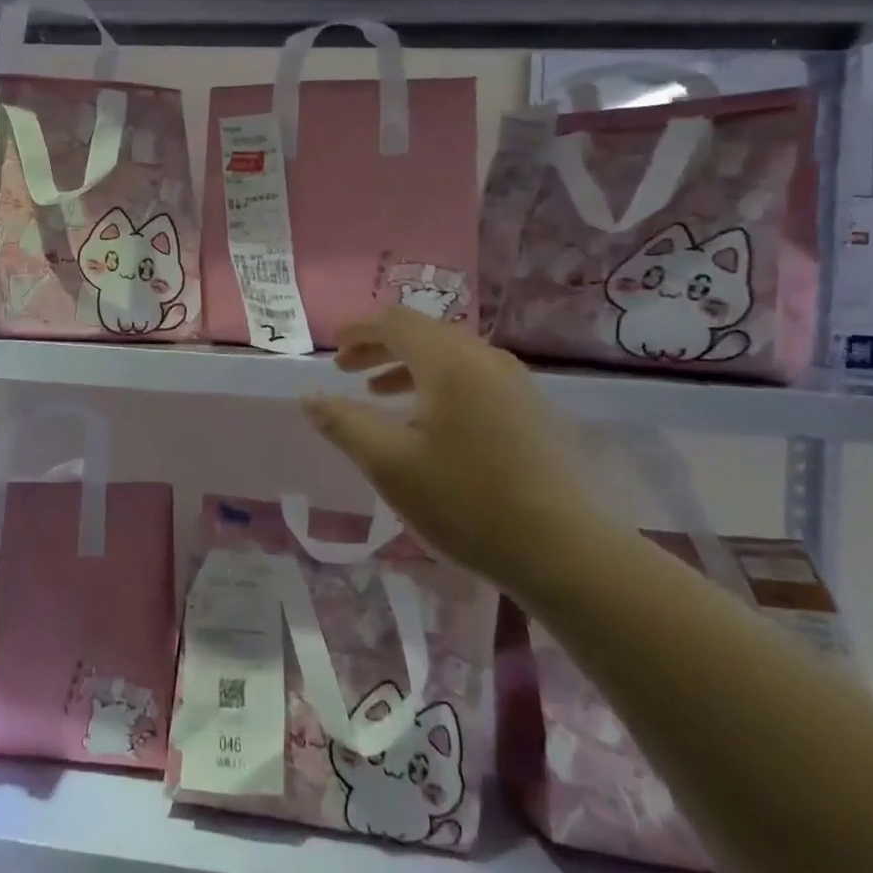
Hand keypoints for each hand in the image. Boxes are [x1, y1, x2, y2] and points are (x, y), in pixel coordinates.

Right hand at [301, 307, 604, 591]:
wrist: (563, 550)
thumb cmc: (465, 501)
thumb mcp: (389, 464)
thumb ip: (343, 424)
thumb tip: (308, 397)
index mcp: (449, 363)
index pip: (395, 322)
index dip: (359, 329)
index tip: (332, 346)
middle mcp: (484, 359)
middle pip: (424, 333)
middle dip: (379, 346)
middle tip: (345, 370)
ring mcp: (514, 383)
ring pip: (450, 355)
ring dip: (407, 365)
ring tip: (377, 393)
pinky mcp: (530, 409)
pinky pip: (472, 376)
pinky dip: (437, 382)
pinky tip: (427, 420)